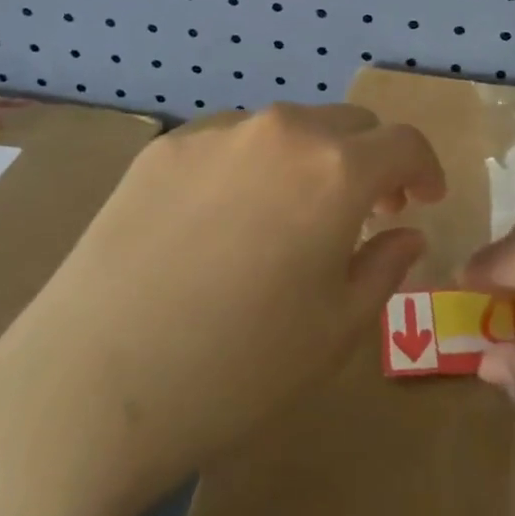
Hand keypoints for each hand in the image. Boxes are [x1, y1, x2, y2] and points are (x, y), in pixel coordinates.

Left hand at [0, 103, 444, 515]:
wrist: (89, 390)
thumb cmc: (237, 369)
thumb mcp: (336, 329)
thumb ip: (385, 267)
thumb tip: (406, 233)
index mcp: (335, 170)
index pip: (404, 143)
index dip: (425, 169)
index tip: (424, 201)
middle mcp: (280, 131)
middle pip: (348, 125)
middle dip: (370, 162)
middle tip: (366, 213)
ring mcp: (215, 133)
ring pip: (288, 130)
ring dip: (310, 162)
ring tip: (291, 219)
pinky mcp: (162, 150)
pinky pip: (231, 143)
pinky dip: (252, 168)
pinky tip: (224, 225)